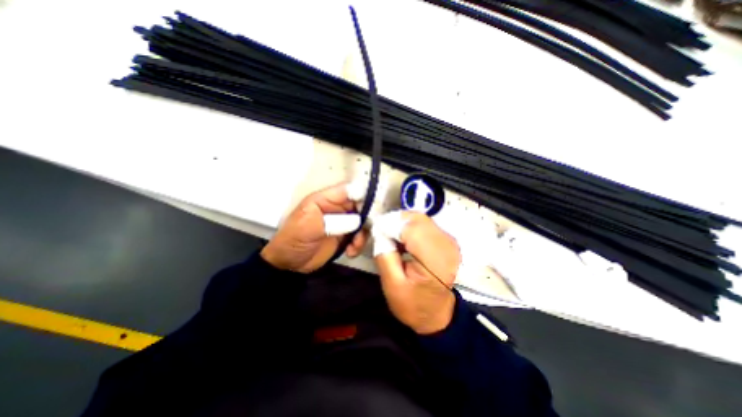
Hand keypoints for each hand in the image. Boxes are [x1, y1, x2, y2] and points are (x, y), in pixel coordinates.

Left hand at [263, 183, 373, 273]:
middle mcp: (337, 208)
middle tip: (367, 230)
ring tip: (354, 245)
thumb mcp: (309, 226)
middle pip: (360, 205)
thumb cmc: (294, 240)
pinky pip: (359, 235)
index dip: (362, 195)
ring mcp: (342, 222)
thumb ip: (333, 221)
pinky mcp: (345, 235)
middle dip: (367, 217)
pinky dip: (359, 243)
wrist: (289, 264)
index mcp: (325, 199)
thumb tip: (358, 220)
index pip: (348, 190)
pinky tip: (351, 252)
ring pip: (363, 221)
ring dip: (363, 234)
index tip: (373, 207)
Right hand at [374, 212, 460, 335]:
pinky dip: (409, 227)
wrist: (437, 314)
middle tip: (381, 233)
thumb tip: (380, 231)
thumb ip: (384, 255)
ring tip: (390, 238)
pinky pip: (424, 224)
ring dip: (402, 223)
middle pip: (417, 219)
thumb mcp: (392, 285)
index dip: (391, 225)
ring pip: (420, 218)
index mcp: (436, 261)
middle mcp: (447, 246)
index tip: (376, 231)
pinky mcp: (446, 239)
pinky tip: (402, 239)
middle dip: (395, 222)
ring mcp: (449, 241)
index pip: (411, 229)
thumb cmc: (414, 304)